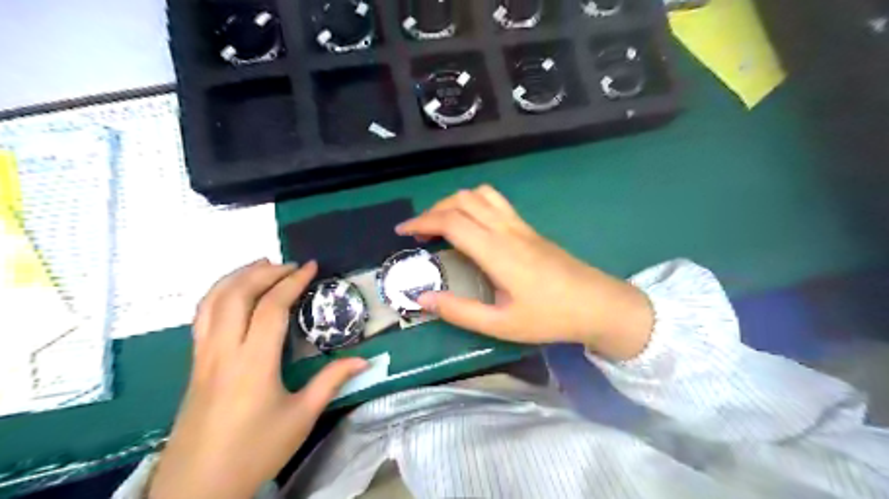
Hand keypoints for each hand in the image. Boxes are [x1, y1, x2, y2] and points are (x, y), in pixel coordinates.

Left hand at [150, 260, 366, 498]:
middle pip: (237, 294)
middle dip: (264, 271)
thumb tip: (364, 360)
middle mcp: (223, 351)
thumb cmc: (255, 451)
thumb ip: (332, 381)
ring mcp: (203, 356)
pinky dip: (219, 294)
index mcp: (253, 362)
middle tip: (290, 265)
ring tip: (261, 266)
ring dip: (237, 276)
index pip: (271, 307)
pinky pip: (201, 317)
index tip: (311, 267)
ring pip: (212, 301)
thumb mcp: (301, 417)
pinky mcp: (194, 364)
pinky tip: (235, 294)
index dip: (292, 282)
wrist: (197, 488)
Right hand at [395, 184, 651, 360]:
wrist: (597, 303)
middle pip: (462, 201)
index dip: (422, 222)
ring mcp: (520, 225)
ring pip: (480, 194)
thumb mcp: (501, 324)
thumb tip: (422, 299)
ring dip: (454, 202)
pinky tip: (470, 224)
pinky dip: (473, 203)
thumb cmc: (549, 317)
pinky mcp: (528, 227)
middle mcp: (506, 229)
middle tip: (418, 232)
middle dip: (433, 210)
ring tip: (441, 224)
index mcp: (497, 251)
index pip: (451, 222)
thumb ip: (459, 311)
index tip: (403, 233)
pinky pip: (495, 201)